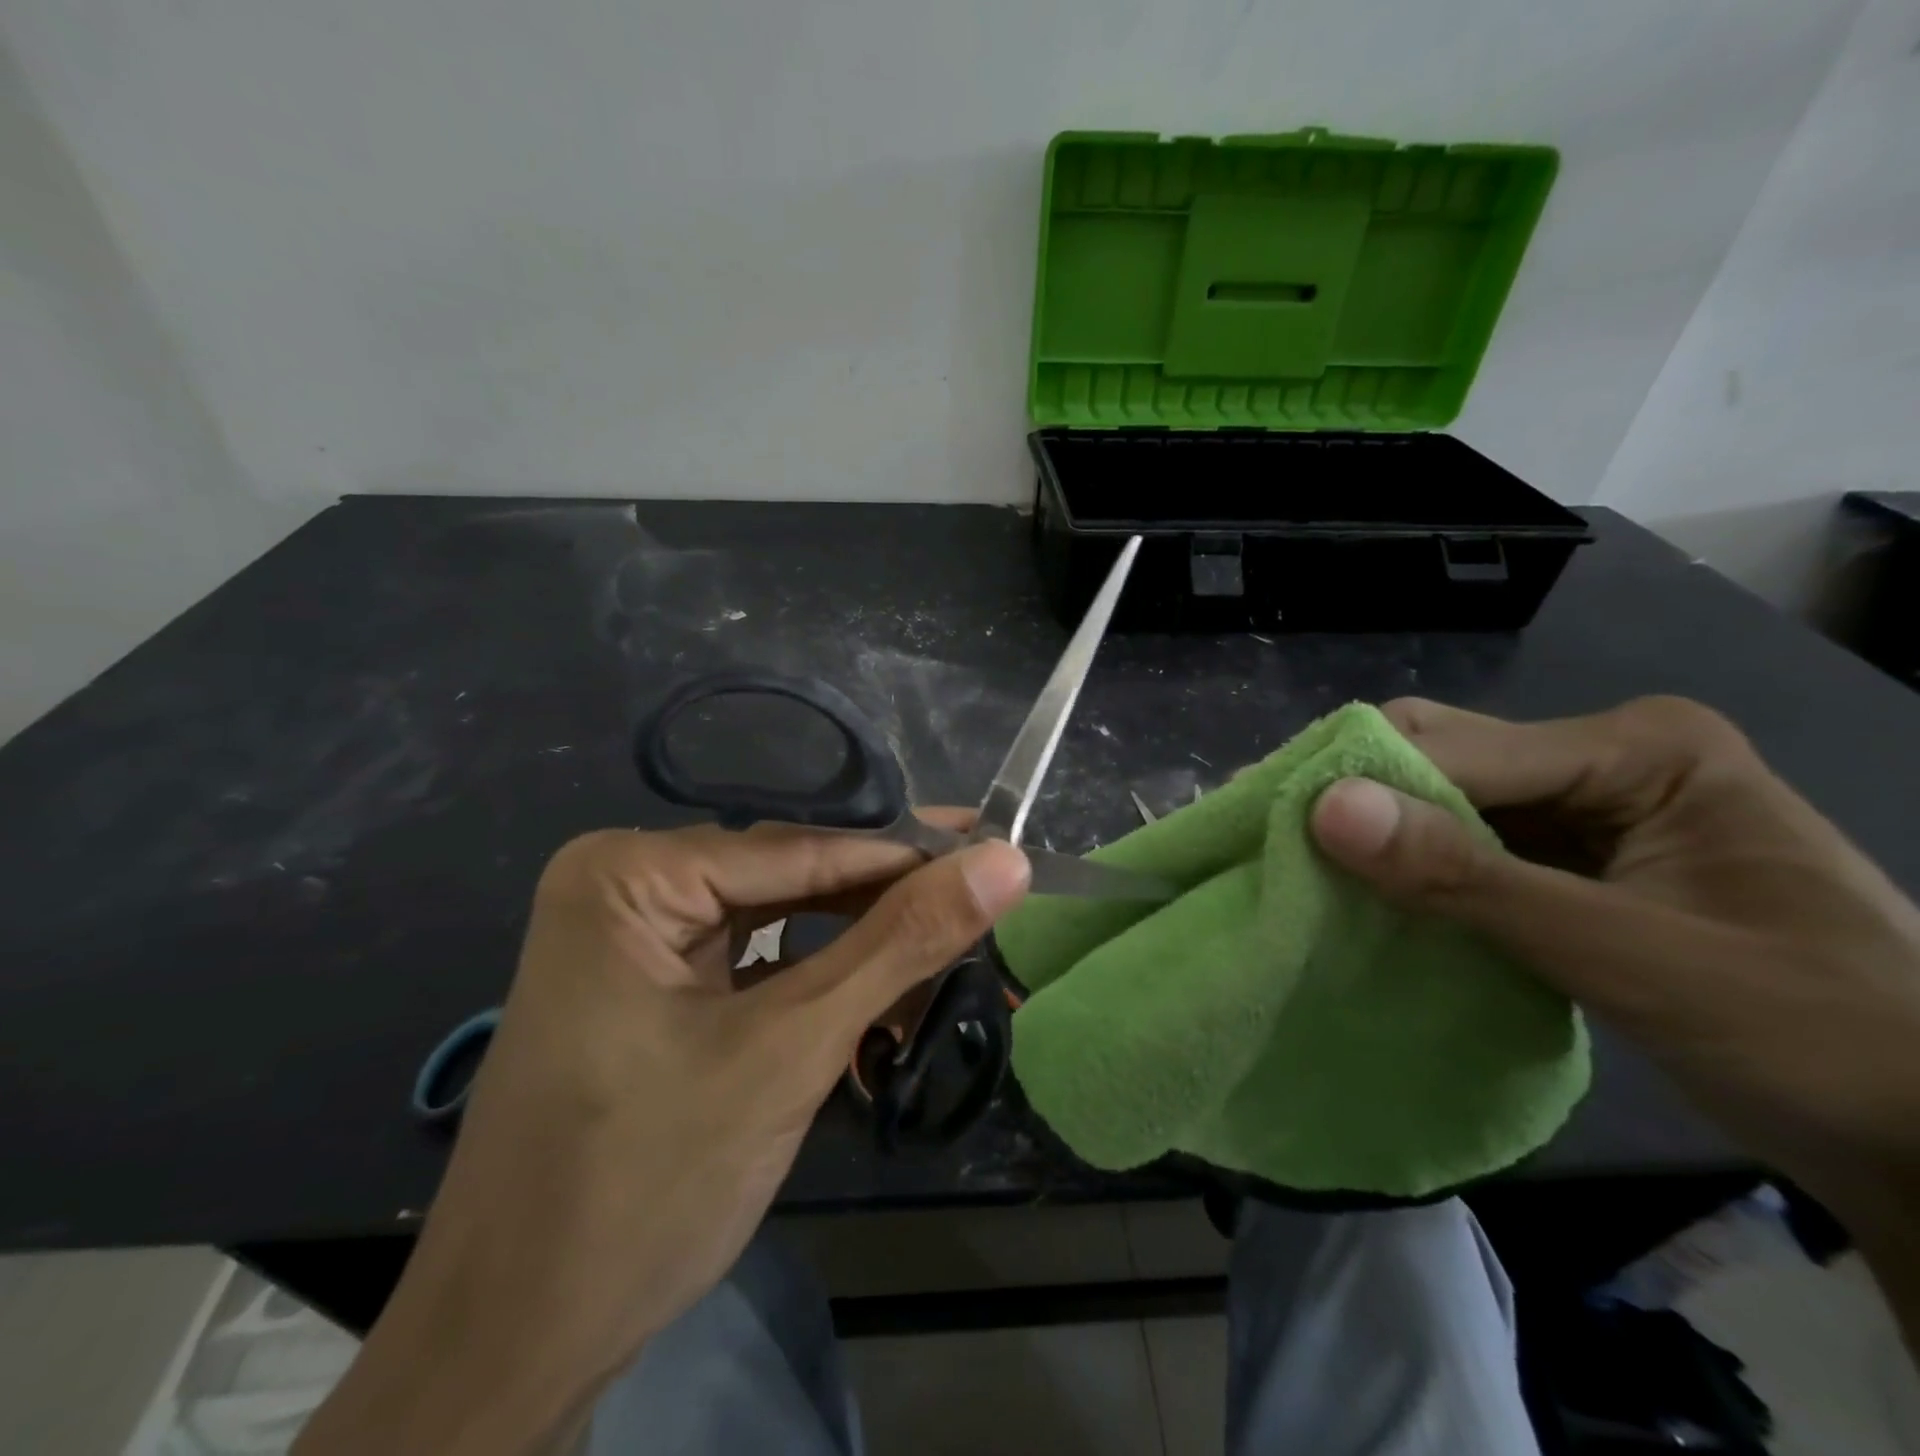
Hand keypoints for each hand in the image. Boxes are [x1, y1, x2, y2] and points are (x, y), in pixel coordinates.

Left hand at [295, 818, 1029, 1455]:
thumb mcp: (791, 1048)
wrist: (514, 1350)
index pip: (801, 848)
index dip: (907, 855)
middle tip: (985, 897)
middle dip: (885, 902)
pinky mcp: (650, 988)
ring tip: (947, 946)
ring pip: (777, 920)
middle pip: (789, 879)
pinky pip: (753, 960)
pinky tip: (880, 991)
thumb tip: (1006, 861)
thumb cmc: (647, 1184)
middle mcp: (624, 885)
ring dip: (859, 943)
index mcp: (629, 872)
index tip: (998, 852)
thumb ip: (901, 944)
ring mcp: (633, 939)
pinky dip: (819, 978)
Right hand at [1310, 696, 1919, 1336]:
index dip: (1362, 783)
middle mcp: (1606, 756)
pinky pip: (1471, 844)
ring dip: (1383, 836)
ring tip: (1304, 866)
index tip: (1270, 823)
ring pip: (1448, 801)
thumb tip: (1324, 809)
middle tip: (1275, 841)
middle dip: (1363, 799)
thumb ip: (1469, 879)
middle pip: (1445, 757)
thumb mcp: (1628, 955)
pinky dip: (1418, 869)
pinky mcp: (1576, 856)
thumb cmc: (1816, 1036)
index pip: (1458, 748)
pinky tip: (1374, 893)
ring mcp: (1591, 806)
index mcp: (1639, 748)